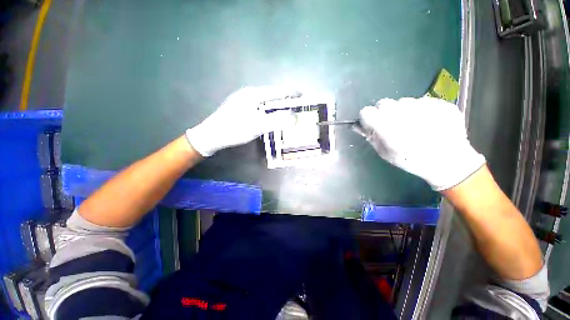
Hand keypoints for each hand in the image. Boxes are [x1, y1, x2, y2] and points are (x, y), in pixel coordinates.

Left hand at [186, 87, 298, 156]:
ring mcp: (242, 101)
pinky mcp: (239, 109)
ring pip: (264, 102)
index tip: (302, 94)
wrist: (211, 136)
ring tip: (285, 111)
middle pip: (271, 95)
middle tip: (295, 106)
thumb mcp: (258, 125)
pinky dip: (267, 111)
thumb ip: (277, 121)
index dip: (290, 93)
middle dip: (284, 100)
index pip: (276, 91)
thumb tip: (295, 118)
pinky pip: (258, 107)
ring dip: (276, 106)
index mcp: (253, 94)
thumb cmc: (235, 129)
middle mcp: (248, 94)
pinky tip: (269, 117)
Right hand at [359, 97, 484, 190]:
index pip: (366, 111)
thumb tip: (359, 126)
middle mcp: (403, 111)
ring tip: (412, 124)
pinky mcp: (439, 102)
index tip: (372, 125)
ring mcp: (423, 105)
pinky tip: (427, 123)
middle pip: (383, 103)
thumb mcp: (385, 153)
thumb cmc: (412, 161)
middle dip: (383, 113)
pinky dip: (420, 110)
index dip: (367, 118)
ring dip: (402, 110)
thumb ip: (371, 137)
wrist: (449, 161)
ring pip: (402, 101)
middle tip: (392, 124)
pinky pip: (421, 101)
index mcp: (387, 126)